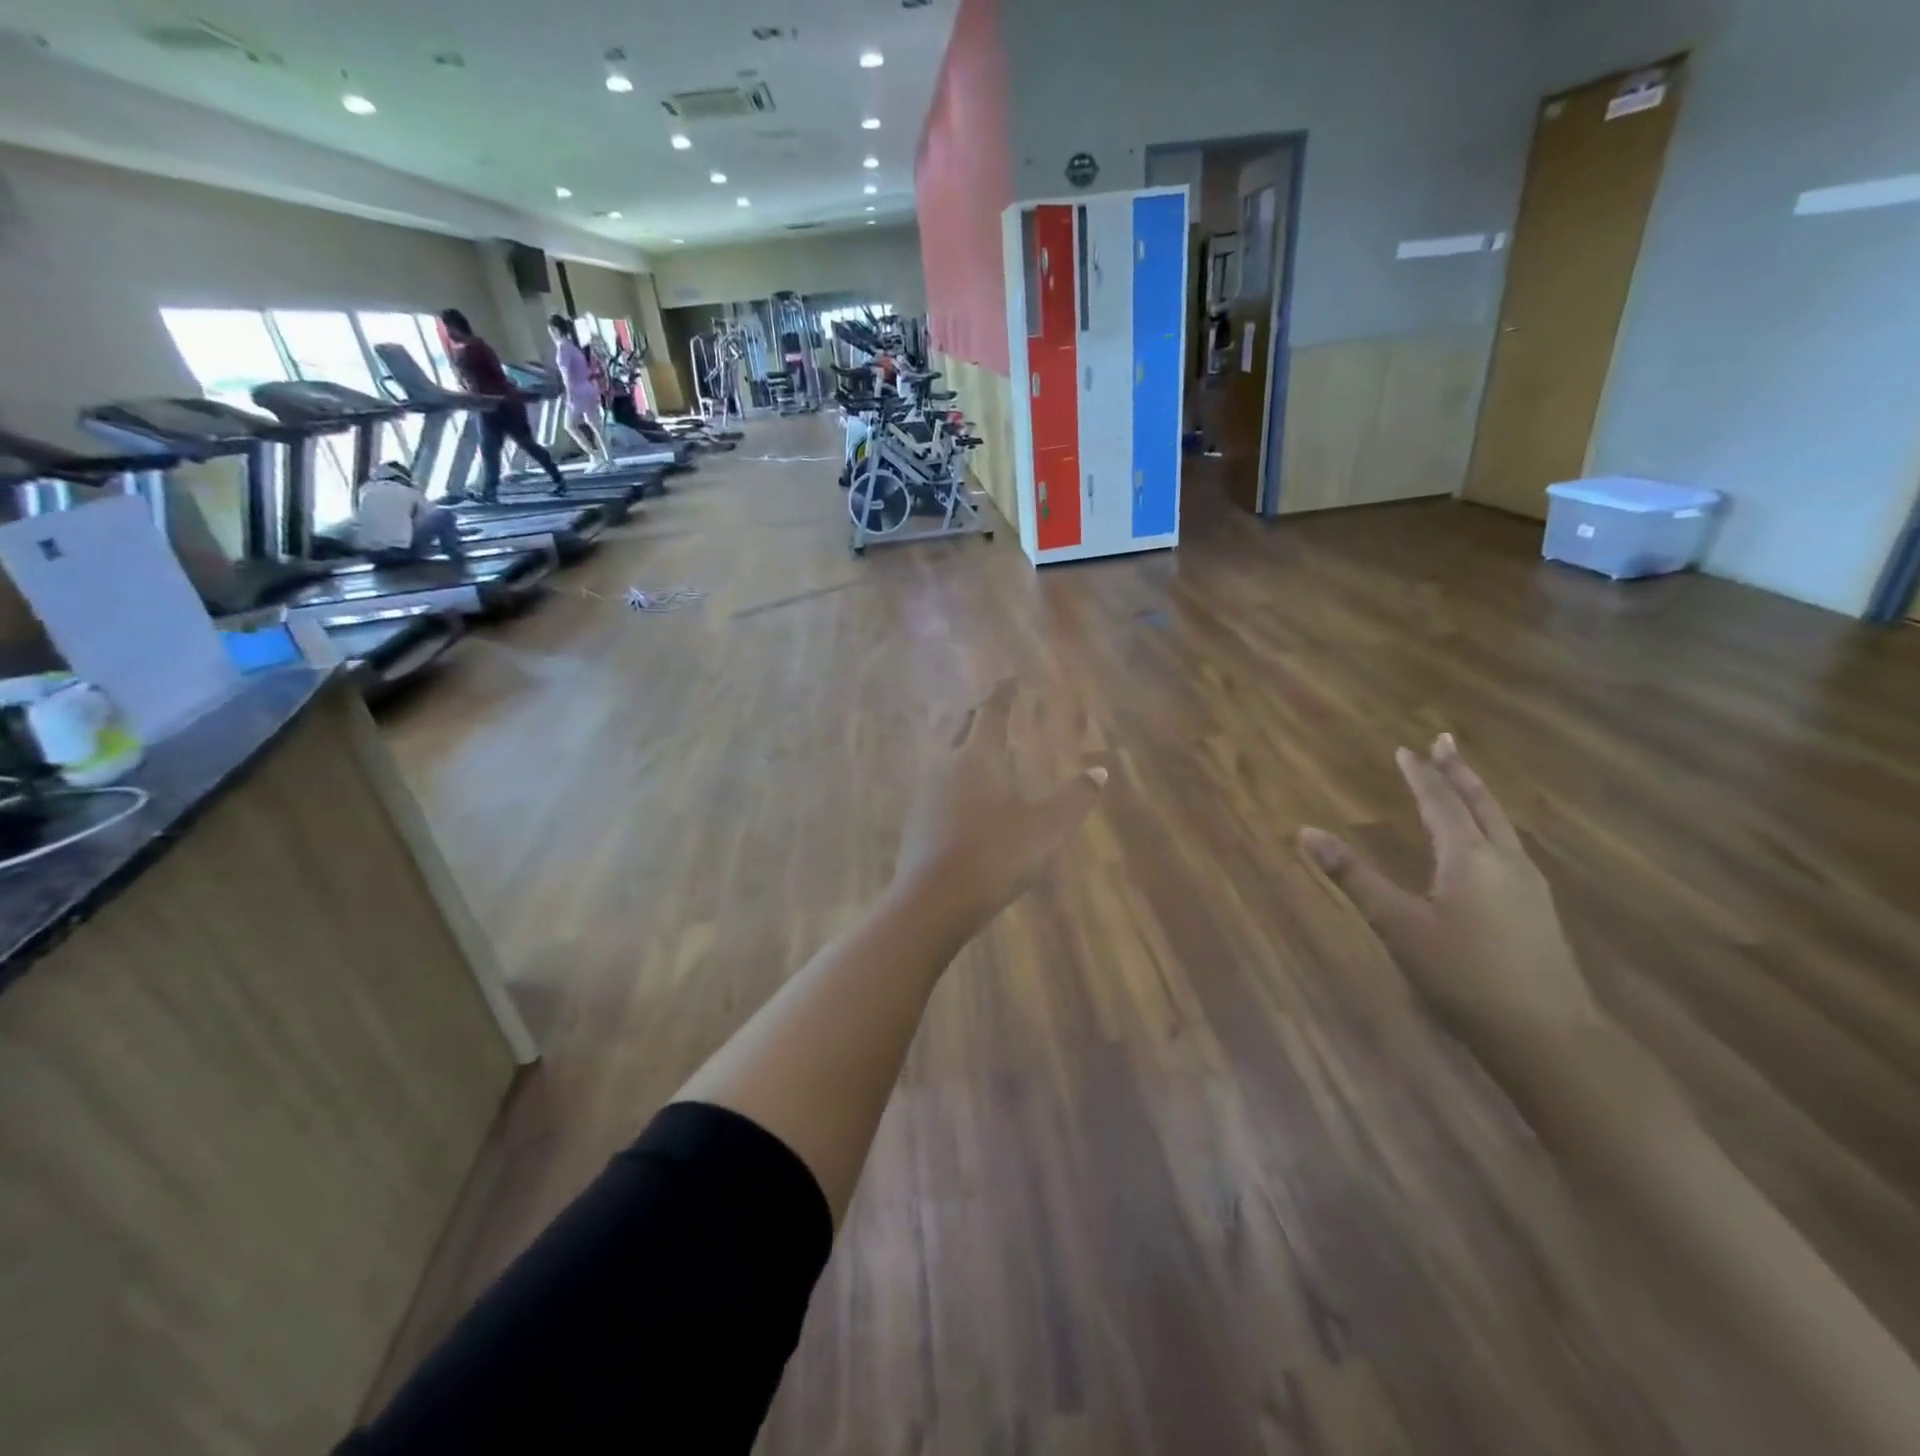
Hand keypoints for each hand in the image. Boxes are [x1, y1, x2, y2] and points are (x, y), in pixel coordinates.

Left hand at [893, 681, 1106, 932]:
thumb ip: (1075, 799)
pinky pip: (939, 782)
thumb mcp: (1046, 829)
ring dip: (965, 743)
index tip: (1010, 679)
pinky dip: (956, 774)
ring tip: (984, 747)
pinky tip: (964, 794)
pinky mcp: (917, 818)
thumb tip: (1100, 772)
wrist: (933, 901)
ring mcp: (926, 792)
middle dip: (980, 714)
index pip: (990, 713)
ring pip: (946, 755)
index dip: (1002, 694)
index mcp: (977, 758)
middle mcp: (946, 766)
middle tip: (995, 707)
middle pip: (962, 728)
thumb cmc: (994, 857)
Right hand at [1300, 734, 1598, 1049]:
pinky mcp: (1538, 910)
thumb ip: (1352, 876)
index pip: (1440, 802)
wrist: (1547, 1036)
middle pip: (1481, 804)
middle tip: (1445, 741)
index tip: (1405, 749)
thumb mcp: (1397, 925)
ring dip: (1479, 796)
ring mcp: (1529, 885)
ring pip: (1501, 825)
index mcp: (1469, 858)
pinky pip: (1510, 847)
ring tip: (1465, 782)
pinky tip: (1489, 844)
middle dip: (1459, 771)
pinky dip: (1491, 826)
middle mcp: (1504, 861)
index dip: (1420, 774)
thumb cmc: (1463, 975)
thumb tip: (1306, 832)